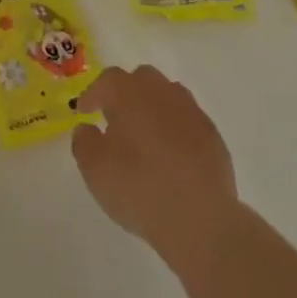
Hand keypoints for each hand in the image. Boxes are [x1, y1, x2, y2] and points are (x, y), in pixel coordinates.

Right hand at [72, 66, 239, 267]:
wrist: (200, 218)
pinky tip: (171, 156)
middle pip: (142, 79)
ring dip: (153, 109)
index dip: (93, 94)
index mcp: (131, 93)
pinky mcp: (212, 135)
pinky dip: (175, 130)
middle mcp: (162, 92)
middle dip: (126, 93)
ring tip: (144, 136)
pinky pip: (187, 122)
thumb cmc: (139, 188)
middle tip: (115, 118)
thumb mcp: (95, 169)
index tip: (84, 111)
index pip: (108, 80)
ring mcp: (192, 112)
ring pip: (168, 97)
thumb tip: (86, 129)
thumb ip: (84, 142)